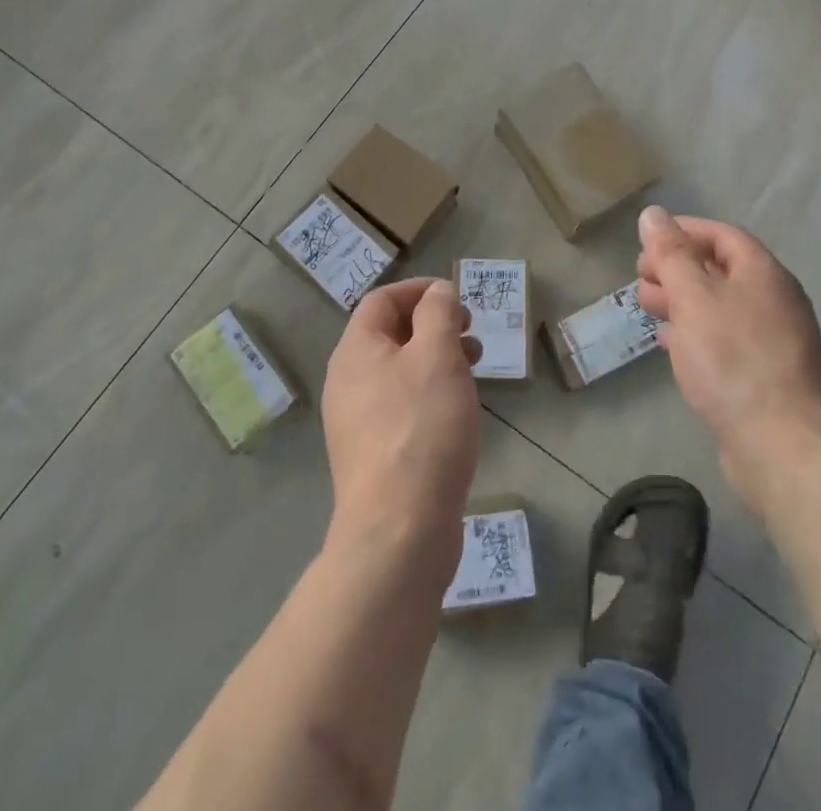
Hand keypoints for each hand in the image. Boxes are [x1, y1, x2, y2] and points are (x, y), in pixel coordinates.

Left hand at [322, 278, 479, 578]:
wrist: (399, 530)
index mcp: (355, 351)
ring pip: (398, 371)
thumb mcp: (437, 356)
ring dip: (435, 359)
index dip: (420, 291)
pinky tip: (456, 412)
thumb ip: (438, 313)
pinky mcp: (372, 455)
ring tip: (473, 370)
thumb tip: (436, 292)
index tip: (458, 299)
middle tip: (470, 334)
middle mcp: (347, 381)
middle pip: (389, 335)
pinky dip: (429, 393)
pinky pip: (401, 405)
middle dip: (433, 325)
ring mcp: (356, 422)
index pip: (382, 300)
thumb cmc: (422, 428)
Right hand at [636, 207, 820, 516]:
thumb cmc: (734, 361)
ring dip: (680, 301)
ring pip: (718, 306)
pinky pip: (723, 339)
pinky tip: (668, 344)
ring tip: (646, 309)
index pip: (721, 234)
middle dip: (676, 268)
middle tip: (640, 280)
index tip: (645, 242)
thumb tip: (653, 213)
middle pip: (719, 269)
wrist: (783, 448)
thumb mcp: (693, 298)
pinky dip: (693, 332)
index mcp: (763, 273)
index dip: (682, 231)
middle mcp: (773, 300)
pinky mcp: (764, 375)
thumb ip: (671, 254)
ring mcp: (772, 340)